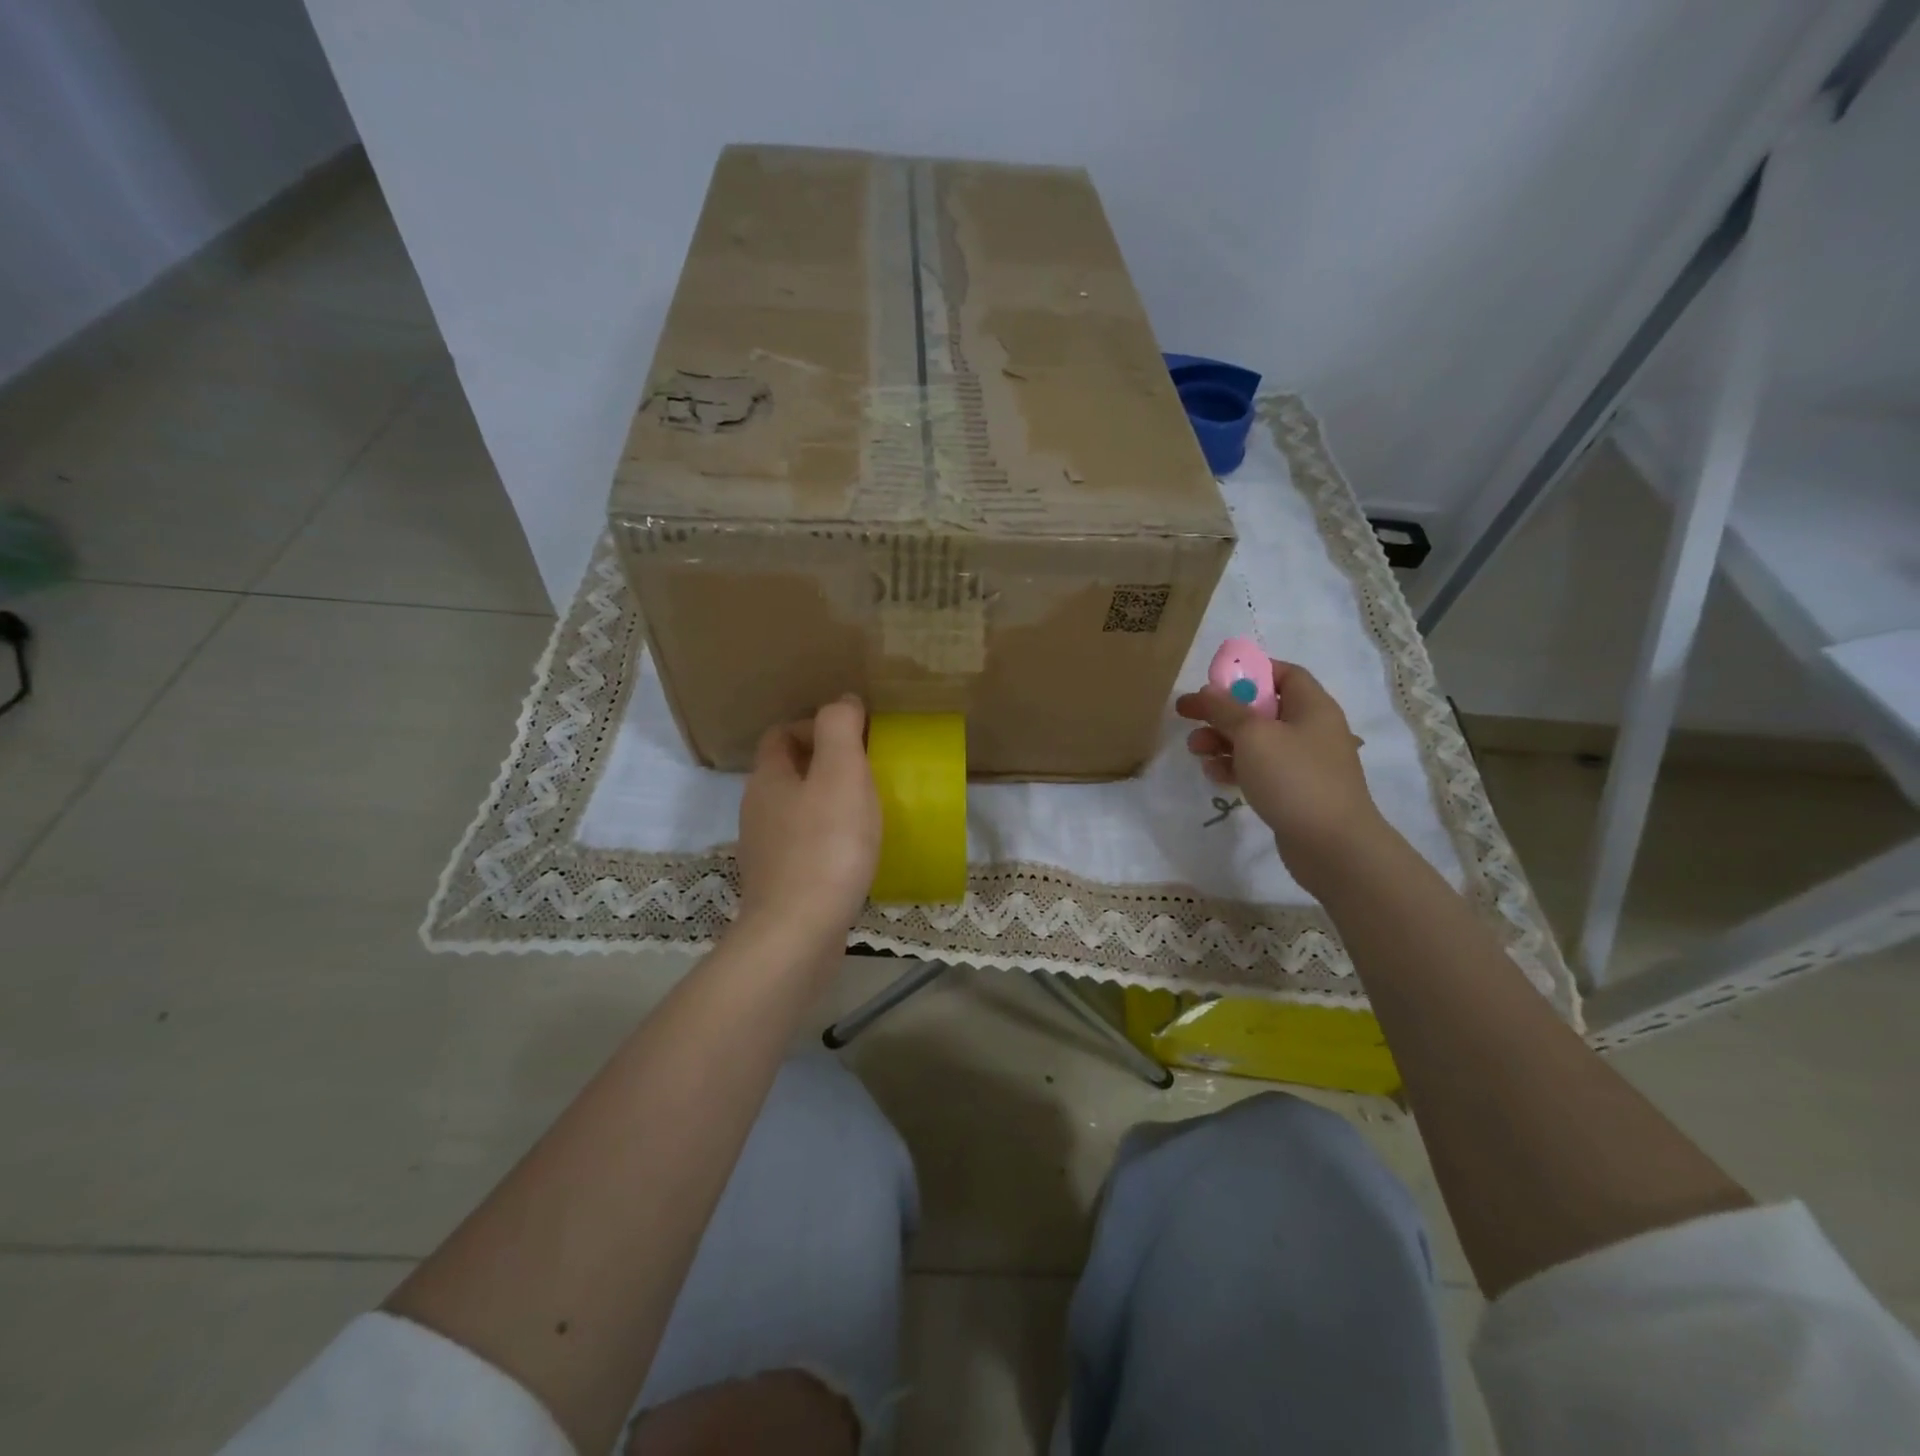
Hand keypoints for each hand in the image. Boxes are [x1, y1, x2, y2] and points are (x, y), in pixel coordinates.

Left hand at [735, 695, 881, 947]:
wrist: (798, 933)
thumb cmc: (826, 846)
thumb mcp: (841, 773)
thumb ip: (840, 729)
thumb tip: (843, 701)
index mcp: (768, 778)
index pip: (781, 734)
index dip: (815, 726)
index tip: (856, 738)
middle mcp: (758, 810)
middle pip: (788, 772)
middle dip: (825, 764)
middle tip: (868, 772)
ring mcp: (765, 851)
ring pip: (796, 811)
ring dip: (827, 803)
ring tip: (868, 811)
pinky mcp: (779, 884)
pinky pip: (804, 847)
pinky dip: (828, 839)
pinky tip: (856, 854)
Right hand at [1176, 661, 1389, 892]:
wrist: (1332, 845)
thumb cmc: (1294, 778)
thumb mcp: (1253, 736)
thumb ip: (1226, 710)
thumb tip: (1208, 691)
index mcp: (1312, 706)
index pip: (1284, 674)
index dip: (1250, 672)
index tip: (1215, 681)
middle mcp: (1311, 729)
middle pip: (1261, 708)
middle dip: (1222, 711)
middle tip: (1185, 714)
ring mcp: (1304, 762)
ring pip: (1256, 741)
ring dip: (1222, 741)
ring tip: (1195, 750)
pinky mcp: (1294, 791)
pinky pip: (1260, 769)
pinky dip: (1235, 767)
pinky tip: (1213, 774)